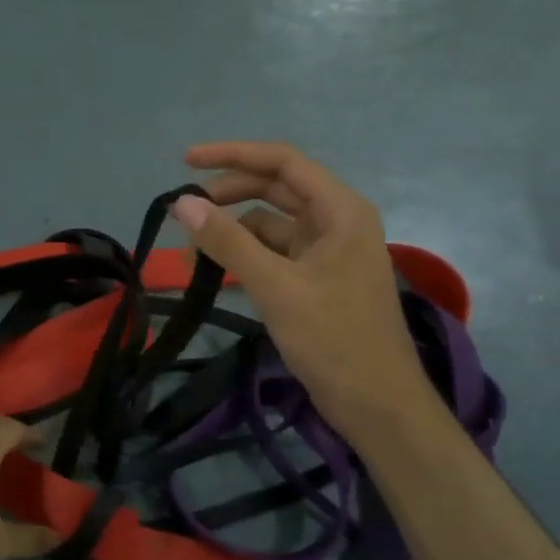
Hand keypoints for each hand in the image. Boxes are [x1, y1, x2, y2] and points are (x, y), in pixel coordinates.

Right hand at [173, 141, 438, 428]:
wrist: (377, 404)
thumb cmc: (334, 339)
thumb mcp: (276, 287)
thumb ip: (227, 242)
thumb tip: (183, 203)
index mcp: (341, 211)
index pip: (283, 163)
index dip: (233, 154)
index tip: (186, 160)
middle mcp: (337, 222)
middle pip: (276, 188)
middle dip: (229, 193)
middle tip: (186, 210)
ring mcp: (327, 252)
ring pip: (271, 223)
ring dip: (233, 229)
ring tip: (193, 250)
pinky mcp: (317, 279)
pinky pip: (274, 252)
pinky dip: (245, 255)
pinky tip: (217, 270)